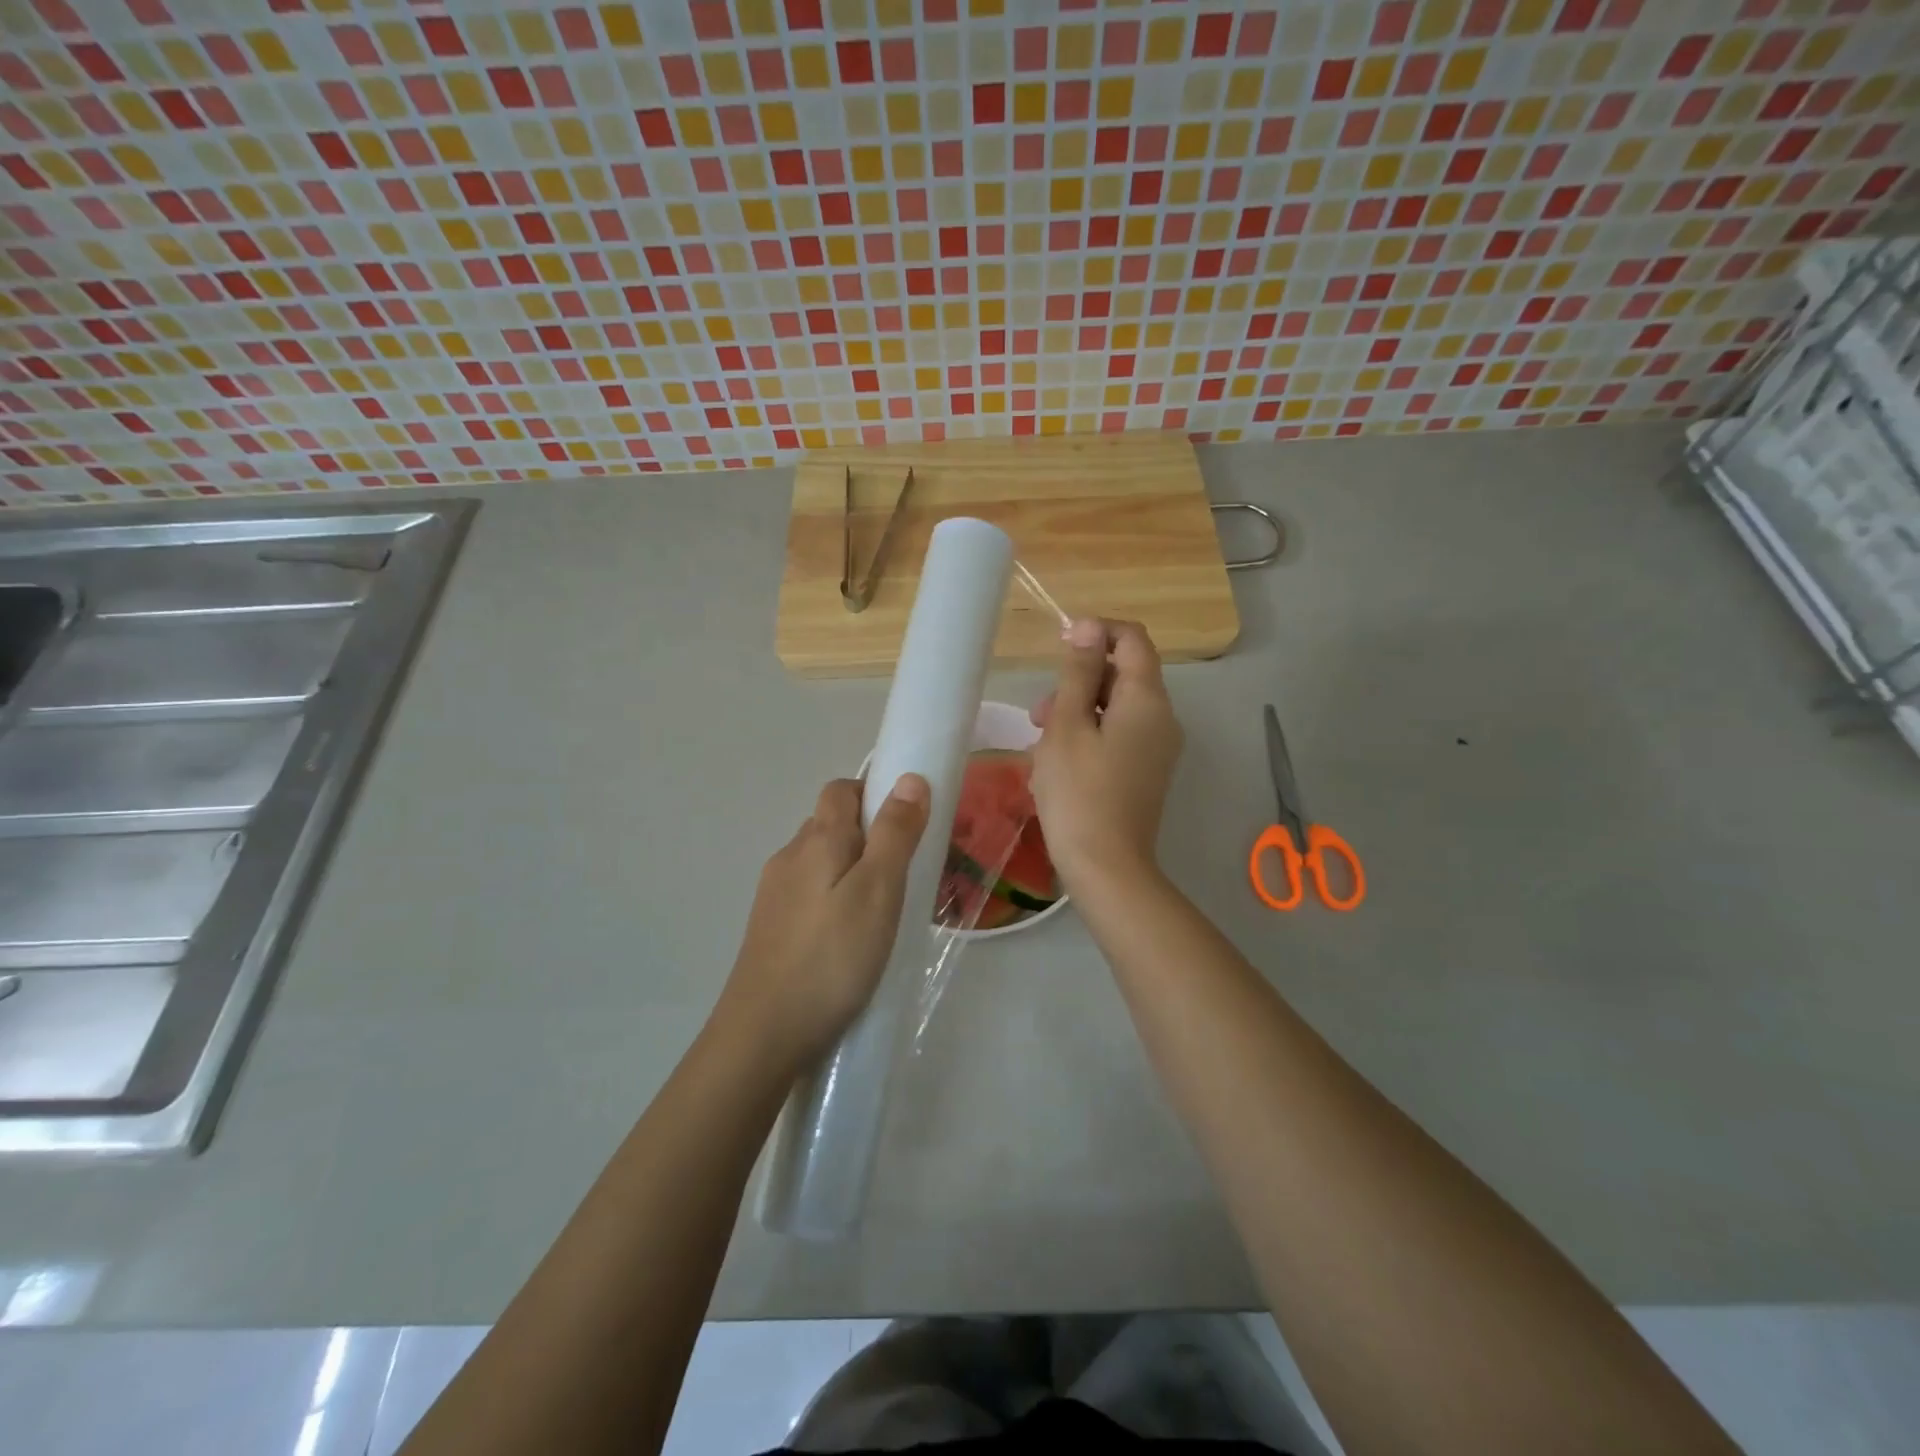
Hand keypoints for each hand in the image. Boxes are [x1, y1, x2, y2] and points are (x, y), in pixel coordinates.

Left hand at [720, 775, 929, 1071]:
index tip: (908, 824)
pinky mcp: (770, 928)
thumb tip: (910, 778)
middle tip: (906, 871)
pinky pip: (809, 894)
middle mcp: (789, 857)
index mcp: (817, 840)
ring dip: (851, 869)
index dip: (874, 793)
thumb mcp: (878, 891)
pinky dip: (834, 899)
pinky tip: (850, 937)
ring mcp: (774, 895)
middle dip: (868, 834)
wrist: (763, 1034)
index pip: (840, 790)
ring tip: (883, 908)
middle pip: (830, 824)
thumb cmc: (832, 958)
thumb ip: (895, 833)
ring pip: (819, 862)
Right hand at [1029, 618, 1182, 890]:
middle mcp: (1162, 718)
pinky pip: (1119, 736)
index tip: (1058, 649)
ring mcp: (1158, 748)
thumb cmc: (1078, 792)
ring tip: (1040, 744)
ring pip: (1116, 708)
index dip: (1095, 633)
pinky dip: (1089, 737)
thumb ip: (1077, 672)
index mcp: (1147, 699)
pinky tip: (1058, 764)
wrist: (1106, 867)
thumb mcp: (1066, 724)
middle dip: (1078, 682)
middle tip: (1039, 714)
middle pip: (1123, 675)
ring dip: (1077, 712)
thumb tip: (1086, 626)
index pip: (1132, 639)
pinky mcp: (1147, 772)